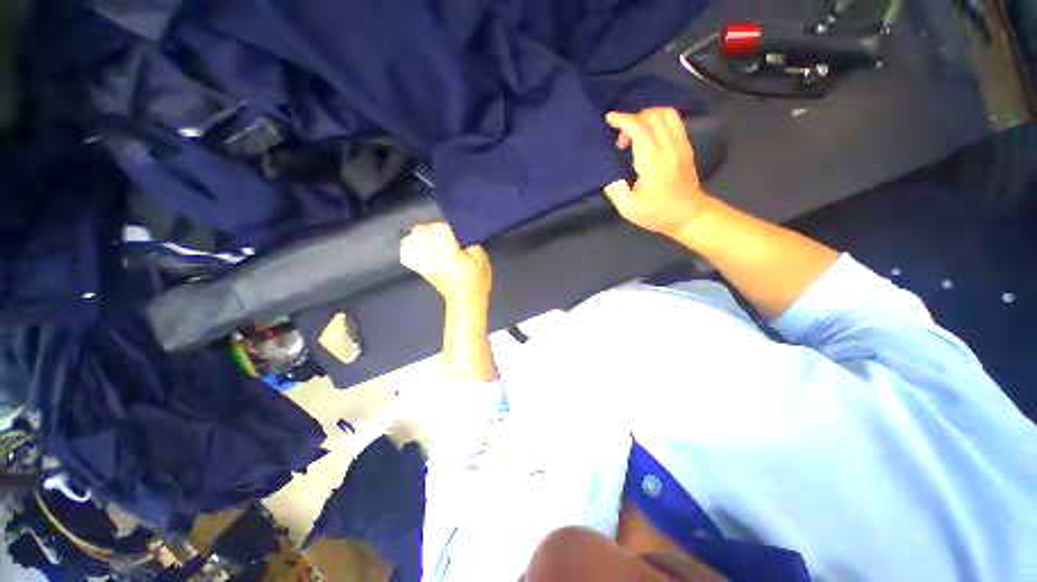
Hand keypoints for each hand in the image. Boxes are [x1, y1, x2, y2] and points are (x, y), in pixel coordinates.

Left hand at [400, 222, 491, 307]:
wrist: (465, 301)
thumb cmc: (476, 280)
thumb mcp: (482, 259)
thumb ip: (471, 242)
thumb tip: (459, 230)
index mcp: (449, 256)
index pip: (438, 228)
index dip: (447, 227)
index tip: (455, 235)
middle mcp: (431, 259)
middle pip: (420, 230)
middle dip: (432, 229)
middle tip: (444, 237)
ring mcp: (422, 264)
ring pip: (409, 239)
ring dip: (421, 236)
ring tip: (433, 242)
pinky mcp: (418, 269)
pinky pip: (405, 252)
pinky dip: (411, 246)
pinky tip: (421, 247)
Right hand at [603, 108, 710, 240]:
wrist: (689, 216)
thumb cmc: (656, 213)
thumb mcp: (628, 208)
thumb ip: (614, 188)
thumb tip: (607, 171)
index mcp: (653, 162)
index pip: (639, 128)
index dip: (623, 120)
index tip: (609, 119)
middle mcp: (669, 147)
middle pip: (652, 116)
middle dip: (632, 120)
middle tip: (621, 140)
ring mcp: (681, 144)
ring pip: (665, 114)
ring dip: (646, 117)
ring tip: (635, 134)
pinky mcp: (686, 146)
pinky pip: (674, 121)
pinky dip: (657, 120)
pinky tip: (649, 135)